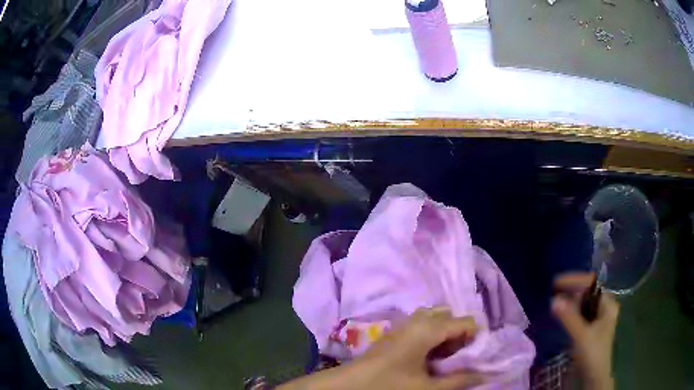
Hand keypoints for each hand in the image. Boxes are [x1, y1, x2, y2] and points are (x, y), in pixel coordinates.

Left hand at [279, 307, 483, 389]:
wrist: (348, 386)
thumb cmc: (389, 386)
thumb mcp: (428, 388)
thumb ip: (459, 380)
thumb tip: (483, 375)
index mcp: (428, 327)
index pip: (465, 322)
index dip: (474, 338)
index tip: (472, 357)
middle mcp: (417, 319)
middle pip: (449, 317)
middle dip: (459, 334)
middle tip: (457, 358)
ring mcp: (403, 324)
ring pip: (435, 320)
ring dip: (444, 335)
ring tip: (443, 358)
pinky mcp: (394, 333)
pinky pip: (421, 326)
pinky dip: (431, 337)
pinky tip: (426, 358)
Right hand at [552, 273, 618, 389]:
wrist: (594, 376)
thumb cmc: (592, 353)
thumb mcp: (581, 335)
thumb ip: (569, 317)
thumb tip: (554, 300)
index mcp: (607, 304)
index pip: (591, 284)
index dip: (574, 281)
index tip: (556, 282)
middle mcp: (604, 307)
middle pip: (587, 292)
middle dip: (571, 290)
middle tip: (554, 290)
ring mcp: (598, 318)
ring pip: (583, 303)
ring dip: (570, 301)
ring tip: (555, 300)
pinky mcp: (591, 328)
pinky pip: (580, 314)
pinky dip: (571, 311)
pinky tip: (562, 313)